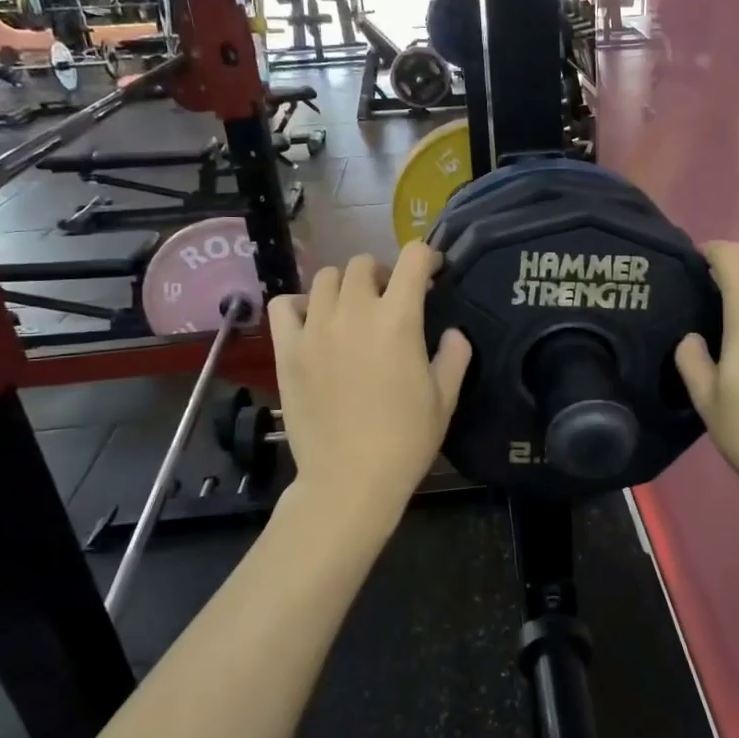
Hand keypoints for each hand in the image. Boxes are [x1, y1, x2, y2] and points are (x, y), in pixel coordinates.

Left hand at [268, 241, 471, 523]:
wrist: (349, 479)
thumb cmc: (405, 440)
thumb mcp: (445, 399)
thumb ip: (454, 356)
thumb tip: (452, 333)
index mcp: (398, 319)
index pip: (413, 258)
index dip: (427, 258)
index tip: (433, 273)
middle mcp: (354, 312)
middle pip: (363, 263)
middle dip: (383, 273)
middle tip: (390, 299)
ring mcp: (315, 328)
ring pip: (325, 278)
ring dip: (344, 286)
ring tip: (352, 310)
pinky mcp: (287, 349)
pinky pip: (285, 305)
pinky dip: (300, 304)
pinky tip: (313, 322)